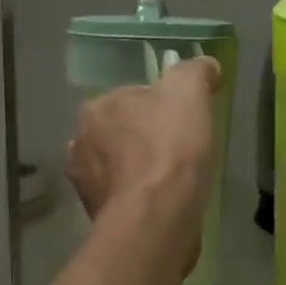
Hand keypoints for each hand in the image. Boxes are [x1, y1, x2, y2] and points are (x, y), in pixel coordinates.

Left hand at [67, 55, 221, 265]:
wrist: (156, 218)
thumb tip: (205, 66)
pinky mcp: (96, 215)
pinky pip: (123, 197)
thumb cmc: (170, 149)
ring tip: (173, 181)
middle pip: (124, 131)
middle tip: (182, 151)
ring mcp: (85, 182)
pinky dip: (139, 197)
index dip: (163, 107)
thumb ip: (195, 71)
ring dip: (140, 170)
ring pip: (120, 165)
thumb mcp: (189, 92)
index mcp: (97, 106)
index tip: (186, 121)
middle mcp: (80, 141)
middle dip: (146, 138)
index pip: (134, 97)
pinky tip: (162, 203)